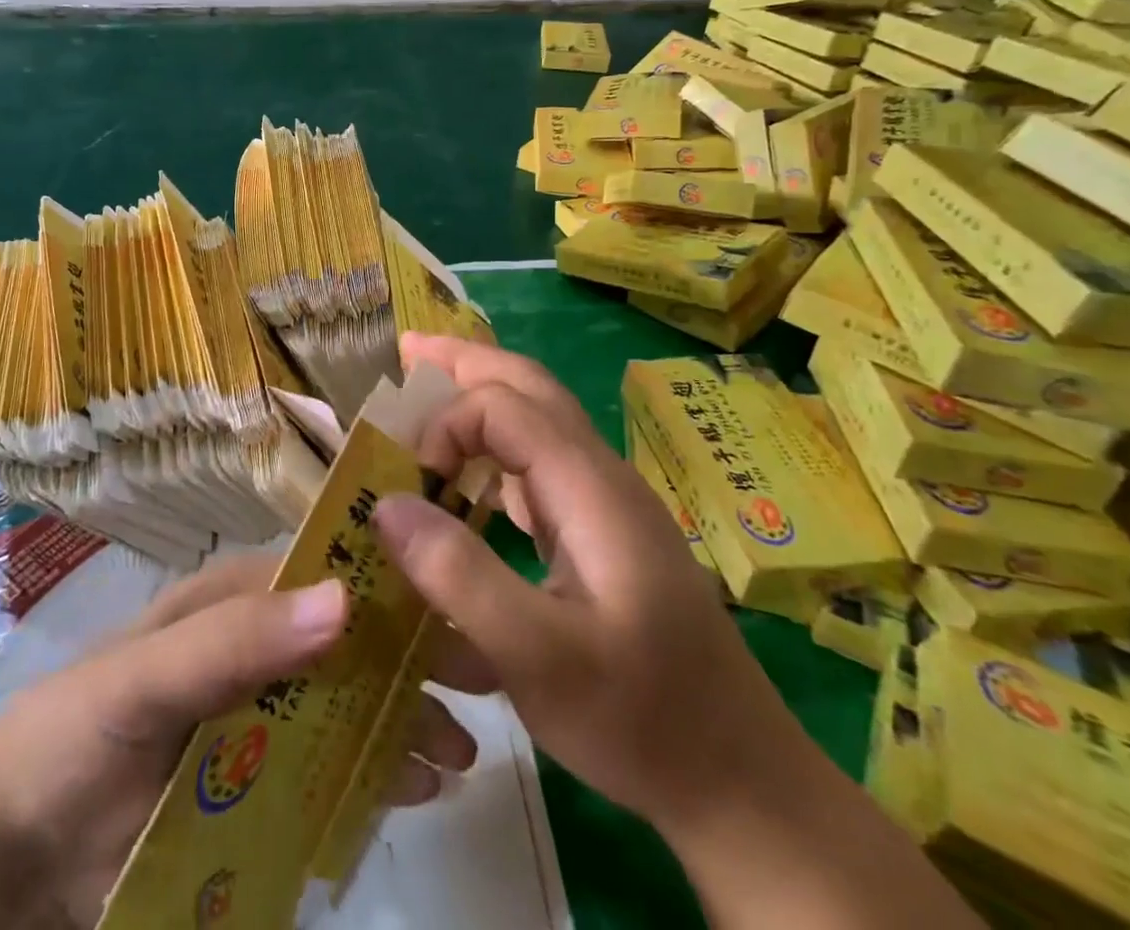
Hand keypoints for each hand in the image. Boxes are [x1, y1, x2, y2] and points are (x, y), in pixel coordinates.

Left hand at [0, 553, 482, 929]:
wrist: (10, 859)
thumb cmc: (72, 736)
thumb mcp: (144, 679)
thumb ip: (235, 639)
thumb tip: (345, 598)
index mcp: (237, 599)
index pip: (327, 572)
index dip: (391, 583)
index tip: (457, 605)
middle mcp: (260, 646)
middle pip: (351, 642)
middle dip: (411, 659)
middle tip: (480, 689)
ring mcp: (263, 717)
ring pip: (349, 706)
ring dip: (402, 722)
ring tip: (455, 755)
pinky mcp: (260, 785)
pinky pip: (329, 771)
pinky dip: (372, 776)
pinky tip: (412, 791)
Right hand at [378, 333, 780, 827]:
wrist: (740, 778)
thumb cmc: (641, 720)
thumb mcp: (539, 659)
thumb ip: (460, 575)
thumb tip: (388, 504)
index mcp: (589, 487)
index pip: (502, 407)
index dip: (444, 425)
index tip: (407, 483)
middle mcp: (599, 475)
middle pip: (528, 386)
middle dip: (464, 362)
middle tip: (406, 351)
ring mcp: (605, 502)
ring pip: (536, 418)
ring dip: (479, 396)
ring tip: (426, 388)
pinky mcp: (602, 531)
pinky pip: (539, 463)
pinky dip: (494, 446)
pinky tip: (468, 472)